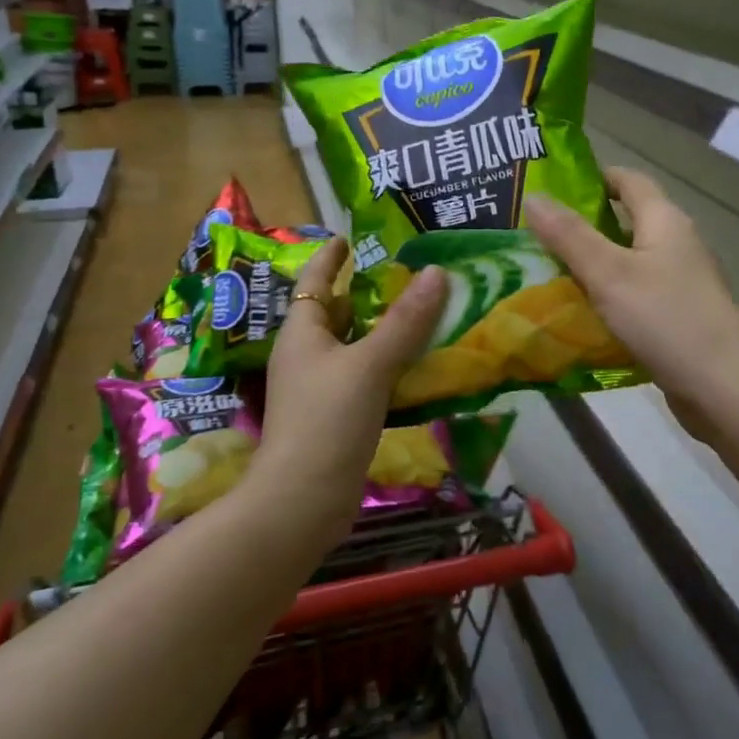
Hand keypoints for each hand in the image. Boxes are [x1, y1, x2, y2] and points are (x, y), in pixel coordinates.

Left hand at [254, 237, 448, 534]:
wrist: (303, 501)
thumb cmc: (327, 420)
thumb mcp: (369, 364)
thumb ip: (405, 321)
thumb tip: (436, 273)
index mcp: (302, 333)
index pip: (313, 281)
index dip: (330, 257)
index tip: (349, 237)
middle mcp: (307, 355)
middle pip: (337, 312)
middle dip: (367, 292)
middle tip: (407, 271)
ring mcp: (321, 388)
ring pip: (355, 346)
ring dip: (384, 329)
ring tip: (423, 309)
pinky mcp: (338, 416)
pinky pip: (367, 376)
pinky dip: (390, 364)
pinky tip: (419, 362)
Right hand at [526, 168, 738, 443]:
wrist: (724, 388)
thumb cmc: (666, 319)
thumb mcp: (609, 273)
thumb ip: (569, 236)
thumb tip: (533, 196)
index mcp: (666, 221)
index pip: (629, 181)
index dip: (593, 178)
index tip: (552, 188)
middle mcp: (677, 245)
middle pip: (626, 222)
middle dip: (583, 226)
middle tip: (535, 235)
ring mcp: (681, 284)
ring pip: (629, 263)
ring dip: (592, 266)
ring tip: (546, 273)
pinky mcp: (679, 318)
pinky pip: (635, 297)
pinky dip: (608, 299)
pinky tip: (579, 315)